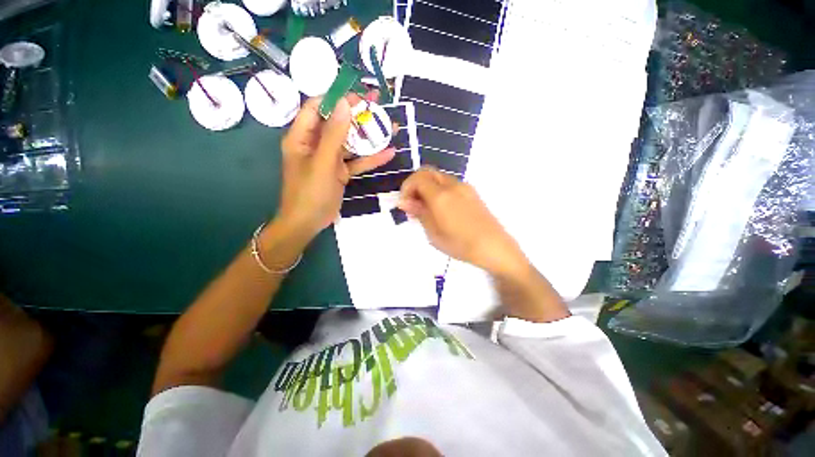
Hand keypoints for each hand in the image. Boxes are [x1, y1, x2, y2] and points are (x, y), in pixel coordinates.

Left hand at [276, 95, 394, 242]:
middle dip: (358, 114)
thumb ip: (334, 134)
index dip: (337, 98)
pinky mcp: (340, 172)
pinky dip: (371, 158)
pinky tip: (389, 153)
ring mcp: (329, 158)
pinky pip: (356, 161)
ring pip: (350, 142)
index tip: (359, 94)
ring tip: (390, 127)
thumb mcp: (323, 162)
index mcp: (302, 136)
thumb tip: (344, 103)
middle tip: (379, 104)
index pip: (317, 107)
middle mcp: (315, 144)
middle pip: (337, 123)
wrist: (308, 223)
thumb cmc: (310, 192)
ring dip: (369, 136)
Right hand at [398, 167, 527, 275]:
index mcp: (441, 195)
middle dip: (415, 184)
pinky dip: (438, 189)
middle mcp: (452, 185)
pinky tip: (440, 208)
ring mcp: (464, 187)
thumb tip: (404, 201)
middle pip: (427, 172)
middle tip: (413, 204)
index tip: (404, 204)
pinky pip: (449, 183)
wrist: (494, 247)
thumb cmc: (461, 245)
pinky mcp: (472, 192)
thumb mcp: (434, 233)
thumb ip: (419, 213)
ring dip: (427, 186)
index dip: (406, 188)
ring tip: (426, 208)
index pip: (417, 178)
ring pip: (439, 177)